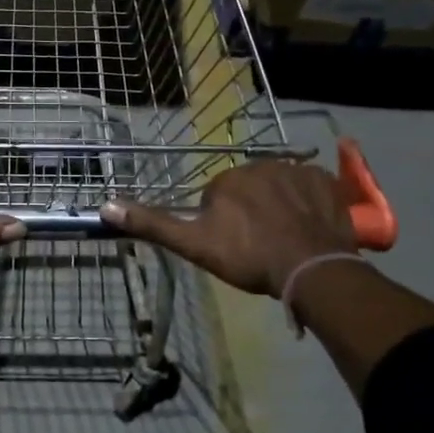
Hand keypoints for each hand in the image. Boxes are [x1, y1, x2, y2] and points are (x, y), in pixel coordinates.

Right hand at [99, 162, 357, 297]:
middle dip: (251, 211)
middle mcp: (261, 164)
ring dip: (280, 206)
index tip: (233, 246)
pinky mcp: (327, 182)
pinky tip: (309, 228)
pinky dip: (309, 203)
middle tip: (259, 245)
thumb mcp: (194, 245)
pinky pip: (311, 187)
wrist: (311, 268)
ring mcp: (298, 170)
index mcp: (228, 178)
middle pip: (249, 189)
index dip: (222, 224)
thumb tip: (105, 206)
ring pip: (280, 187)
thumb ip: (152, 224)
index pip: (217, 197)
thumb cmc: (248, 257)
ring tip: (286, 239)